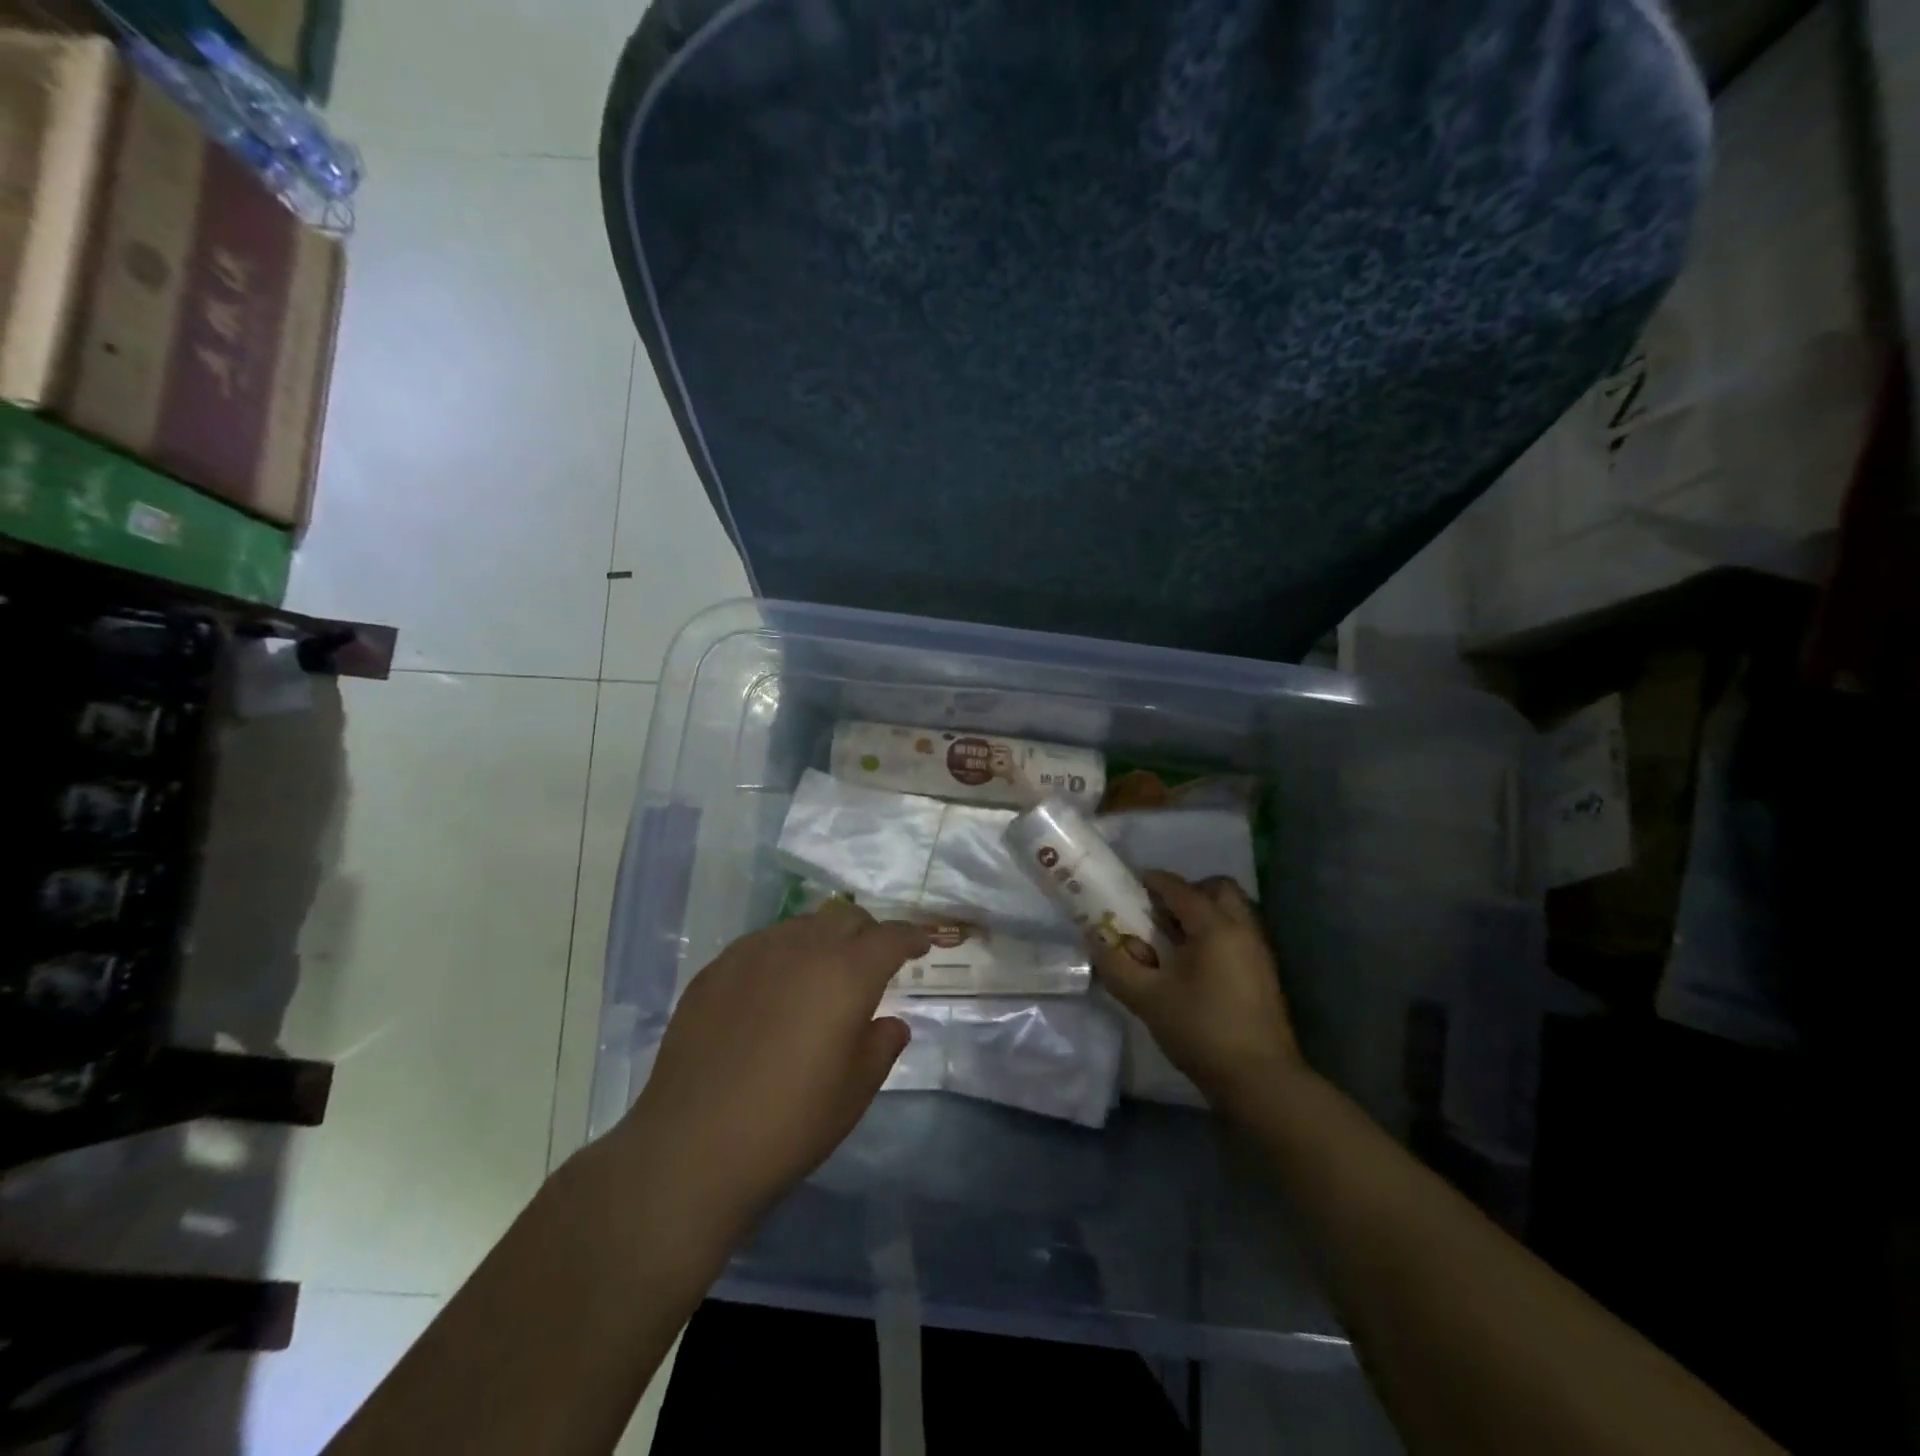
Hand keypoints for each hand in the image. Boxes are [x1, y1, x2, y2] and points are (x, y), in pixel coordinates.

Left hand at [615, 901, 928, 1230]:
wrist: (692, 1147)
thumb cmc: (790, 1124)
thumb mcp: (855, 1092)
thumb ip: (881, 1046)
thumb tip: (891, 1023)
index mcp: (846, 974)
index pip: (890, 937)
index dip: (910, 937)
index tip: (920, 945)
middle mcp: (802, 948)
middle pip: (845, 917)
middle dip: (866, 932)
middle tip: (871, 961)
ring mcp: (753, 954)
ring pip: (801, 926)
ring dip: (822, 940)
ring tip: (820, 975)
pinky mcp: (715, 970)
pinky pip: (761, 945)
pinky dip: (781, 955)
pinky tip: (772, 991)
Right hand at [1091, 871, 1302, 1115]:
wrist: (1260, 1081)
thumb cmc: (1201, 1031)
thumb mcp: (1147, 999)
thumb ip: (1117, 966)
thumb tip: (1096, 941)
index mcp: (1214, 927)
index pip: (1179, 888)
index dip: (1153, 882)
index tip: (1130, 885)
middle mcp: (1242, 929)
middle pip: (1218, 889)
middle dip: (1188, 891)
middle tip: (1160, 913)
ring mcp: (1258, 951)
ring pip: (1232, 911)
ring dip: (1203, 913)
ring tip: (1173, 940)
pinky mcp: (1264, 973)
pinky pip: (1238, 934)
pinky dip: (1215, 933)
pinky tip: (1192, 964)